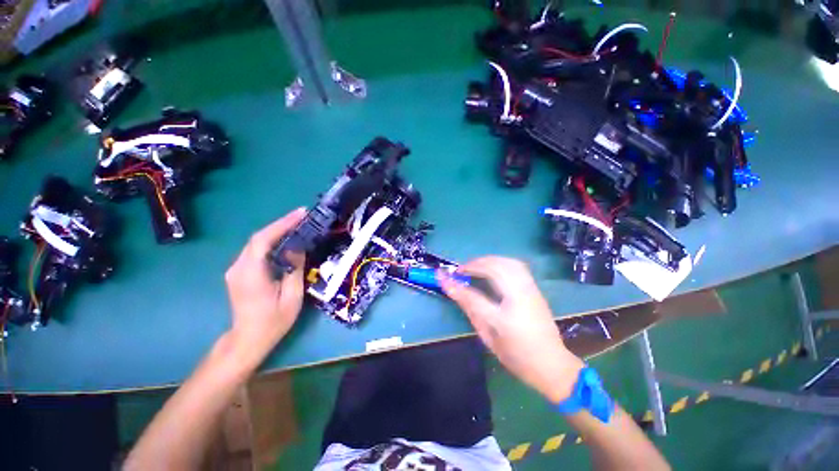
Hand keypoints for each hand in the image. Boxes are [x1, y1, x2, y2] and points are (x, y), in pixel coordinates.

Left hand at [224, 208, 306, 364]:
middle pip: (258, 238)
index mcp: (251, 274)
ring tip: (297, 225)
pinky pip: (256, 251)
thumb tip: (297, 247)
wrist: (248, 339)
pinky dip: (271, 242)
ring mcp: (236, 270)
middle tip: (303, 216)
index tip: (300, 213)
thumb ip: (294, 269)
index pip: (263, 240)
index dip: (281, 224)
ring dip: (277, 232)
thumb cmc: (273, 321)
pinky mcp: (239, 272)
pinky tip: (285, 240)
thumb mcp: (292, 297)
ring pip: (256, 243)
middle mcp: (238, 268)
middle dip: (281, 224)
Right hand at [440, 256, 584, 402]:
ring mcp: (530, 291)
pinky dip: (500, 261)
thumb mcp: (488, 338)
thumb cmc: (516, 356)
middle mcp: (519, 299)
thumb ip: (471, 310)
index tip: (441, 275)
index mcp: (505, 319)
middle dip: (474, 264)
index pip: (473, 296)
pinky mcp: (535, 289)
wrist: (552, 365)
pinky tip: (492, 267)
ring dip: (488, 260)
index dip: (455, 284)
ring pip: (508, 262)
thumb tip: (454, 290)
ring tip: (475, 266)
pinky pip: (516, 266)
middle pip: (494, 269)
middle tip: (461, 270)